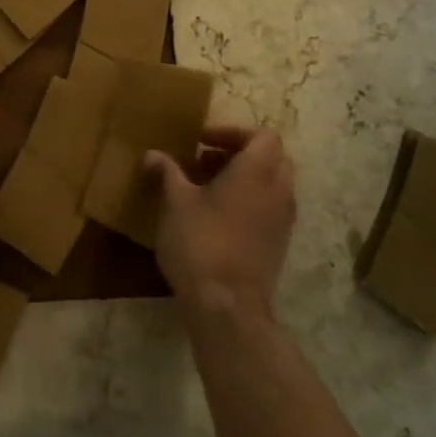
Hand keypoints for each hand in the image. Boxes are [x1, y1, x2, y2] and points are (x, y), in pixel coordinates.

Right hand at [145, 127, 295, 317]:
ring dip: (243, 179)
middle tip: (203, 162)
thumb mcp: (175, 202)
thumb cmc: (200, 242)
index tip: (201, 141)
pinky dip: (248, 202)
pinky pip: (269, 208)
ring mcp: (283, 219)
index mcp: (257, 171)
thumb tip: (152, 154)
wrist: (227, 305)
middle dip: (238, 154)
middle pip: (270, 157)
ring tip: (204, 190)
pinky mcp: (278, 244)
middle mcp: (278, 190)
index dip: (232, 132)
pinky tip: (215, 218)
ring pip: (271, 184)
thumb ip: (167, 172)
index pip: (263, 135)